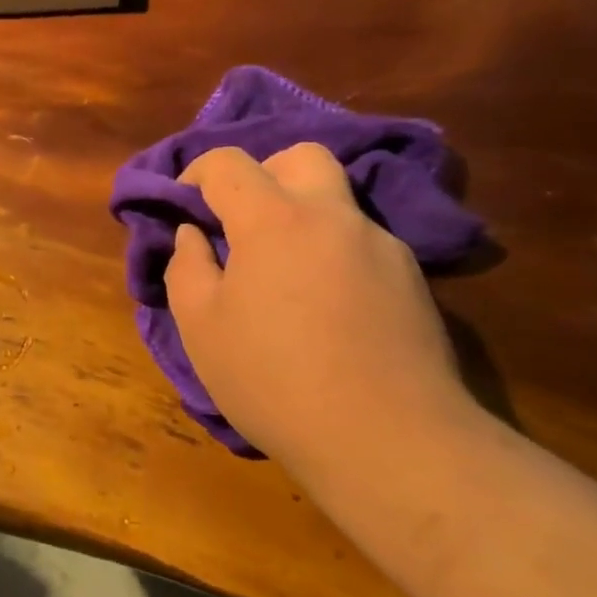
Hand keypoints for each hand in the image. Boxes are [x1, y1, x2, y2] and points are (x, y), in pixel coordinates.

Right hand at [163, 144, 475, 469]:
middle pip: (300, 157)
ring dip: (300, 213)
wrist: (387, 439)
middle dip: (262, 173)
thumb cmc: (272, 379)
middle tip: (239, 219)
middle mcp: (333, 217)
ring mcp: (381, 245)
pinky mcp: (412, 280)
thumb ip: (187, 267)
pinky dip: (330, 250)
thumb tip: (194, 235)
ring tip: (279, 269)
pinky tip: (323, 305)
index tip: (183, 202)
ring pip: (336, 200)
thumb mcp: (201, 327)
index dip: (197, 172)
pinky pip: (360, 242)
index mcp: (274, 220)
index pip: (229, 164)